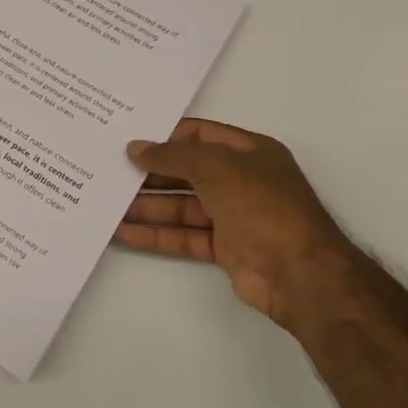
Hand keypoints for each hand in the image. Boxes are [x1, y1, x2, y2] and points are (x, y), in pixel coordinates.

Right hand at [119, 119, 350, 327]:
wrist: (300, 273)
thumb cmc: (261, 204)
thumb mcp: (215, 166)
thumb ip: (172, 155)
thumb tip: (135, 148)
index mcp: (249, 152)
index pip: (199, 135)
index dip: (165, 136)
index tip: (129, 138)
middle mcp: (241, 180)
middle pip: (186, 171)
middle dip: (150, 172)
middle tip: (109, 169)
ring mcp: (233, 216)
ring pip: (181, 205)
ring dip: (146, 205)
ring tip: (106, 201)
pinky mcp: (224, 248)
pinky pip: (183, 235)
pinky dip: (155, 234)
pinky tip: (122, 231)